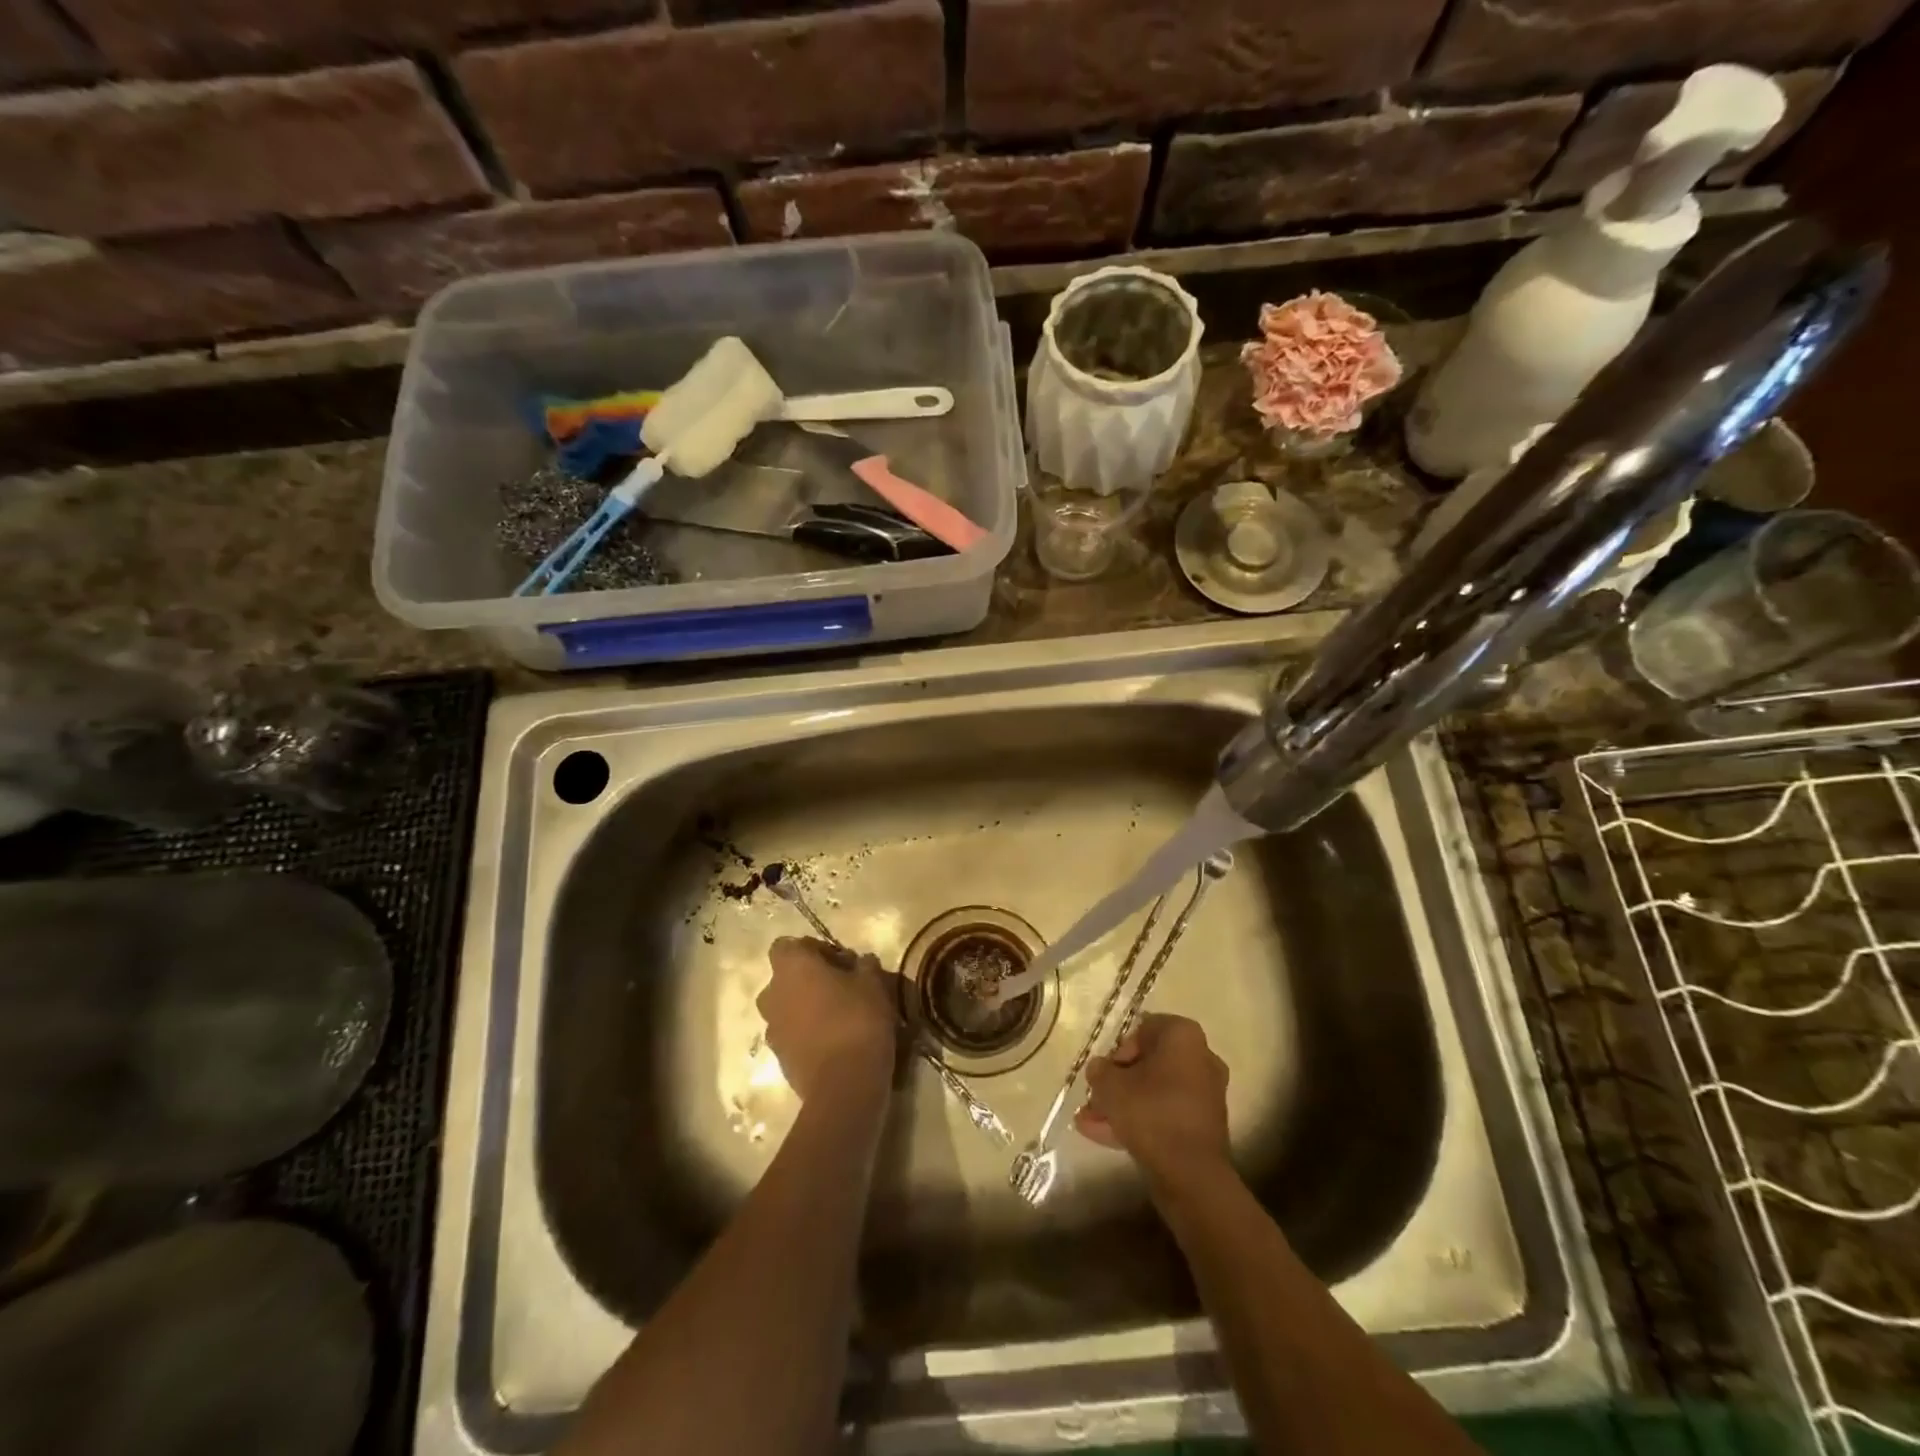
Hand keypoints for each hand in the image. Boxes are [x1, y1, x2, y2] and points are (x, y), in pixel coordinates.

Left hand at [757, 936, 899, 1102]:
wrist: (844, 1084)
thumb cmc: (857, 1019)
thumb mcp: (873, 983)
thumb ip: (865, 965)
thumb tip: (862, 961)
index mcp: (791, 967)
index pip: (787, 945)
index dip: (812, 949)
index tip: (839, 962)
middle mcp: (773, 994)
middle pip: (784, 978)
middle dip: (807, 981)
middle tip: (840, 988)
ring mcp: (772, 1029)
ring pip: (786, 1008)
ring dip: (805, 1008)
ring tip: (838, 1017)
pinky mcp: (779, 1059)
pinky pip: (791, 1035)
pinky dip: (806, 1034)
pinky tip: (834, 1042)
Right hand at [1074, 1013, 1230, 1185]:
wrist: (1191, 1173)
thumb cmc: (1150, 1112)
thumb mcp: (1110, 1085)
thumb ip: (1100, 1070)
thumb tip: (1100, 1069)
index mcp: (1183, 1036)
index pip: (1144, 1028)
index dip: (1120, 1048)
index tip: (1106, 1070)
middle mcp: (1201, 1057)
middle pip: (1150, 1063)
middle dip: (1120, 1081)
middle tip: (1096, 1096)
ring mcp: (1206, 1093)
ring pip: (1155, 1092)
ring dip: (1125, 1104)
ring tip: (1090, 1122)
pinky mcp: (1204, 1125)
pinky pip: (1166, 1114)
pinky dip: (1141, 1121)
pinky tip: (1106, 1137)